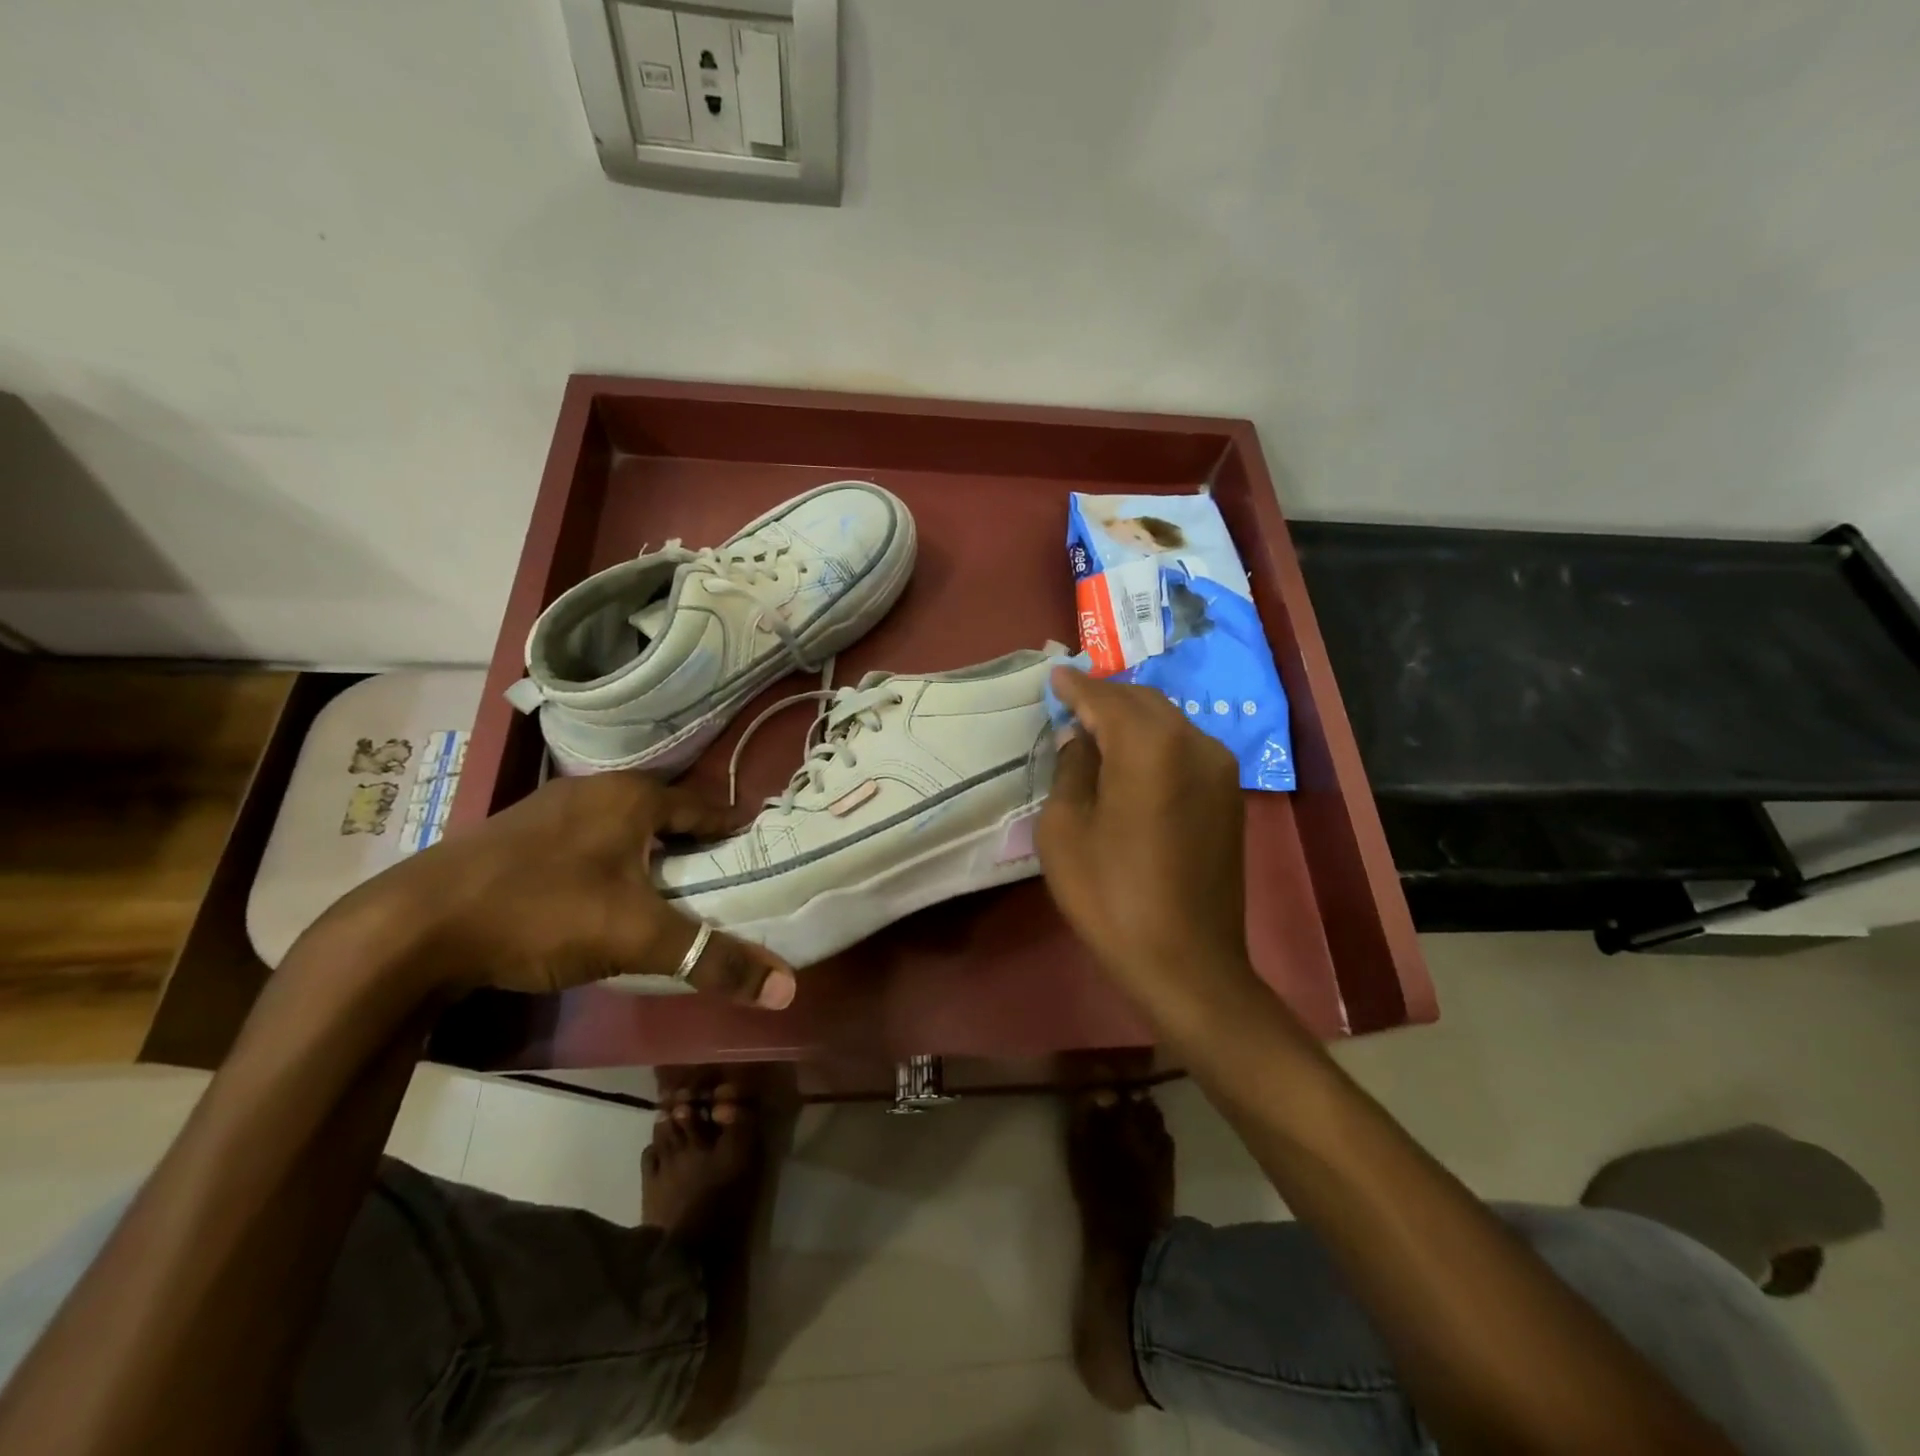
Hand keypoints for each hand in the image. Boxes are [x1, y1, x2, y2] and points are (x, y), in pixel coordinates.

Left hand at [322, 772, 796, 1006]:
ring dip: (651, 854)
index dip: (737, 835)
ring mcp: (551, 808)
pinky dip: (611, 861)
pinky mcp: (516, 834)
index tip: (761, 860)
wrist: (409, 928)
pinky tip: (604, 895)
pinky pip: (587, 840)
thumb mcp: (637, 938)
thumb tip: (787, 989)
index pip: (708, 809)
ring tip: (671, 893)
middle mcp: (596, 789)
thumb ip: (713, 960)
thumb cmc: (541, 912)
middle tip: (722, 885)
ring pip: (624, 828)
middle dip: (696, 847)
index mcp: (634, 796)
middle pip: (667, 816)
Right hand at [1036, 668, 1262, 1021]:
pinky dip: (1154, 741)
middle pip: (1143, 701)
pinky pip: (1185, 748)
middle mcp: (1193, 743)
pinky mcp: (1229, 794)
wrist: (1187, 962)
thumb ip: (1071, 770)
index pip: (1106, 699)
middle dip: (1105, 697)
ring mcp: (1219, 768)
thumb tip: (1080, 739)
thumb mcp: (1065, 831)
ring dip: (1131, 718)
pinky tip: (1131, 758)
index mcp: (1150, 746)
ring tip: (1097, 727)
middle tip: (1071, 701)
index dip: (1076, 687)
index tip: (1054, 677)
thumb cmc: (1111, 897)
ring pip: (1168, 722)